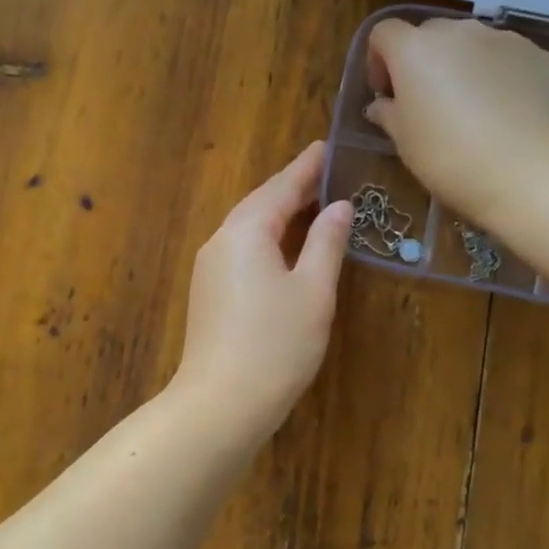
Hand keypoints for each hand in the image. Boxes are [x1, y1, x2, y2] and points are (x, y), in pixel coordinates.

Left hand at [172, 143, 351, 443]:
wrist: (220, 403)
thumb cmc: (276, 344)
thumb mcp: (313, 291)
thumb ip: (326, 243)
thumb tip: (339, 207)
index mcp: (245, 231)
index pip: (281, 187)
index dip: (307, 167)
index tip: (327, 146)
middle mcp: (221, 241)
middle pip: (261, 203)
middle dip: (293, 187)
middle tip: (326, 171)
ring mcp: (210, 268)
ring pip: (249, 227)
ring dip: (280, 212)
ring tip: (312, 201)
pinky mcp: (209, 292)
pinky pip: (242, 249)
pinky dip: (268, 237)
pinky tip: (285, 245)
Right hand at [366, 17, 548, 229]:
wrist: (528, 172)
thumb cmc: (449, 157)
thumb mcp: (404, 141)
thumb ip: (388, 114)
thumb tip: (382, 105)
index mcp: (415, 49)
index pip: (384, 33)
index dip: (378, 60)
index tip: (386, 94)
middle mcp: (459, 31)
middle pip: (430, 35)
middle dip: (422, 62)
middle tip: (426, 103)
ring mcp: (504, 39)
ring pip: (472, 44)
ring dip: (462, 66)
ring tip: (471, 108)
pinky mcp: (539, 56)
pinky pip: (507, 59)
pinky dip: (499, 76)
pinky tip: (505, 113)